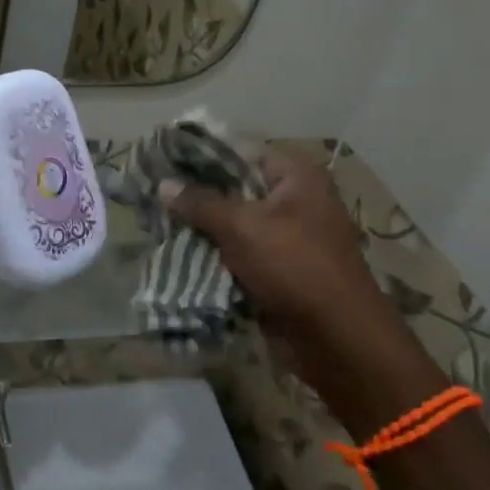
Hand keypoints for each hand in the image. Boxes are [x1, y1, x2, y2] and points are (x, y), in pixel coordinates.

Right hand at [162, 148, 441, 432]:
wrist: (336, 338)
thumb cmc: (294, 265)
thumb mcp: (242, 226)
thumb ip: (200, 203)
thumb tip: (163, 184)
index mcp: (296, 177)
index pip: (241, 150)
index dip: (202, 153)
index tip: (164, 157)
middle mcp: (294, 200)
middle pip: (235, 187)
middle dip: (196, 193)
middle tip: (154, 191)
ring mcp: (287, 237)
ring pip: (234, 223)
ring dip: (202, 227)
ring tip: (156, 220)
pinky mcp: (278, 269)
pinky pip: (239, 253)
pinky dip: (214, 254)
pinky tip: (177, 250)